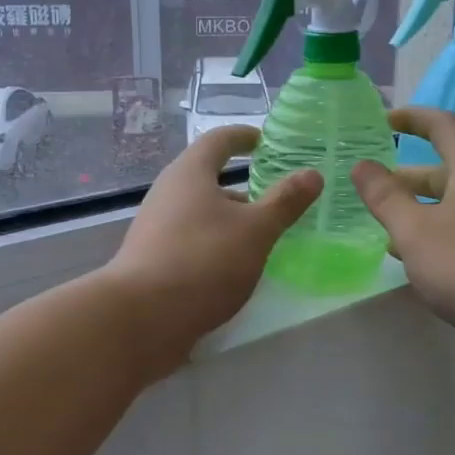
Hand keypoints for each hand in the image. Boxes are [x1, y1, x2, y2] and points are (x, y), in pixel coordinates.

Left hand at [102, 126, 319, 373]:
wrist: (141, 318)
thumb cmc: (203, 260)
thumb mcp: (255, 230)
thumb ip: (285, 202)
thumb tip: (312, 174)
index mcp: (190, 173)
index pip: (218, 140)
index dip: (242, 136)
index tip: (263, 140)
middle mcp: (168, 193)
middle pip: (207, 179)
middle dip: (242, 187)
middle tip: (275, 200)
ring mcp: (156, 228)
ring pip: (200, 213)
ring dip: (229, 220)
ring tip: (261, 239)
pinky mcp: (152, 260)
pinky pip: (191, 240)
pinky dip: (215, 244)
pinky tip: (233, 268)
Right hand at [351, 107, 454, 354]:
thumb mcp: (415, 230)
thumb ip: (385, 197)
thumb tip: (362, 165)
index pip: (442, 126)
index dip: (411, 119)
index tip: (381, 122)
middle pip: (445, 169)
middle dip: (405, 175)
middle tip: (370, 187)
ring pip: (452, 204)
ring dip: (417, 209)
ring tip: (382, 225)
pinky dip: (435, 234)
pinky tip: (413, 259)